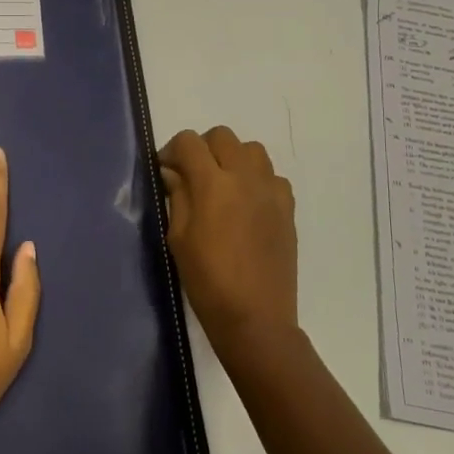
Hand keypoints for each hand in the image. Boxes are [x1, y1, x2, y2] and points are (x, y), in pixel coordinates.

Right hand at [159, 127, 298, 359]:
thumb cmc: (207, 280)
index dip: (172, 150)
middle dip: (202, 148)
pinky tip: (247, 204)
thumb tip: (173, 172)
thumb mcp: (178, 238)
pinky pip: (272, 176)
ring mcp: (271, 191)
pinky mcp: (288, 208)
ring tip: (222, 185)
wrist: (255, 317)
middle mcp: (245, 178)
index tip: (166, 169)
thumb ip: (178, 197)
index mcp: (212, 185)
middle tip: (192, 175)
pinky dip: (257, 179)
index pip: (189, 142)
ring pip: (252, 150)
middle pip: (222, 136)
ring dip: (232, 158)